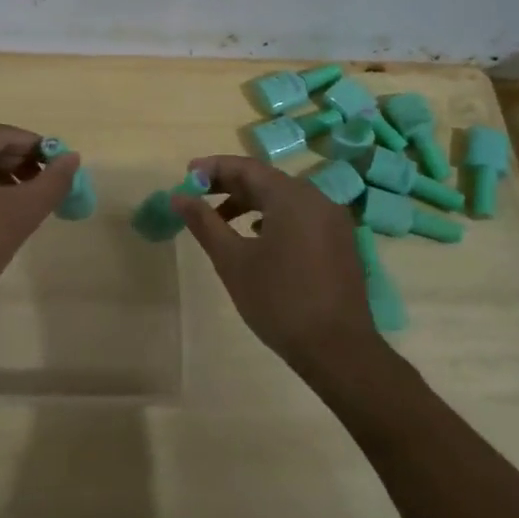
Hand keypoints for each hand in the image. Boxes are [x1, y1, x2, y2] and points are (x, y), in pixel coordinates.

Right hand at [174, 155, 373, 368]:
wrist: (337, 349)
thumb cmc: (279, 300)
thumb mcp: (232, 260)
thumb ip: (204, 222)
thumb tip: (178, 196)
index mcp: (291, 196)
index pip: (246, 167)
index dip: (213, 168)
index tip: (186, 176)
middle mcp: (316, 199)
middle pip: (266, 180)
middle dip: (229, 186)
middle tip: (197, 196)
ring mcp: (333, 221)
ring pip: (283, 199)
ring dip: (249, 203)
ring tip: (220, 221)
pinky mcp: (340, 242)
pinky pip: (300, 216)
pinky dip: (273, 218)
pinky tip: (256, 238)